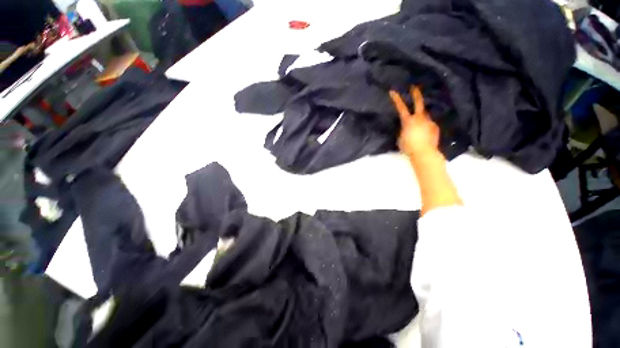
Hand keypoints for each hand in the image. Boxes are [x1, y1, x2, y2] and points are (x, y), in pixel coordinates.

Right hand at [389, 86, 440, 157]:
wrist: (424, 153)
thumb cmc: (408, 147)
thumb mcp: (400, 138)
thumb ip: (403, 129)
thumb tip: (406, 127)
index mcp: (408, 121)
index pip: (400, 107)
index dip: (396, 99)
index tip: (393, 91)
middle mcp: (419, 118)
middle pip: (418, 102)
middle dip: (415, 94)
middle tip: (414, 87)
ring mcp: (429, 121)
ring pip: (424, 114)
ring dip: (421, 116)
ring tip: (418, 124)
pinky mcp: (435, 127)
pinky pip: (429, 123)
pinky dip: (425, 126)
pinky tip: (424, 133)